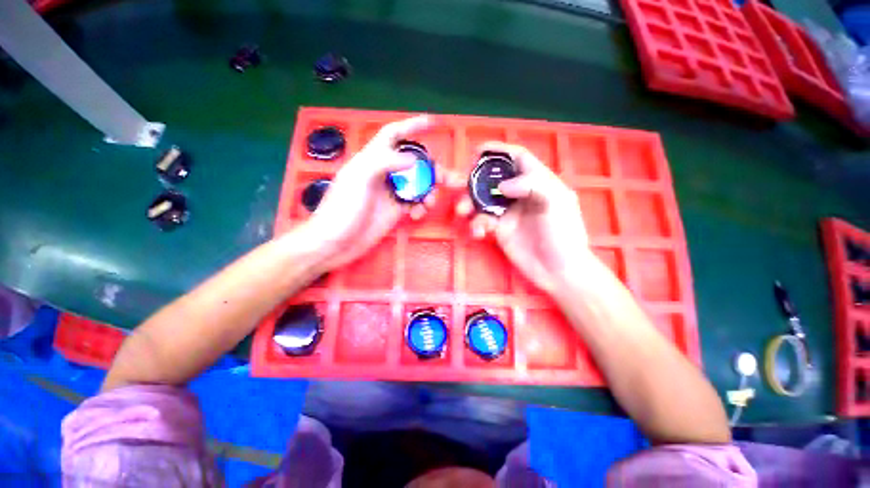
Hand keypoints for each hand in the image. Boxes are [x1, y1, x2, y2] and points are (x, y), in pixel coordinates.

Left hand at [301, 115, 437, 270]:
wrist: (335, 243)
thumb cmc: (341, 210)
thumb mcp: (358, 180)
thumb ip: (384, 163)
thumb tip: (413, 159)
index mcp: (371, 160)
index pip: (393, 135)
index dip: (411, 126)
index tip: (432, 123)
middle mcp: (383, 173)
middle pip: (413, 163)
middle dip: (430, 168)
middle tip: (444, 178)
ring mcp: (390, 193)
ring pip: (417, 184)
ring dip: (428, 191)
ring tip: (431, 202)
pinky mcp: (395, 210)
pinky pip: (415, 202)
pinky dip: (421, 206)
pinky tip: (418, 214)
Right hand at [456, 142, 590, 294]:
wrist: (558, 270)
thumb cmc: (564, 234)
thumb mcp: (557, 202)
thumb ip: (532, 184)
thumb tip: (502, 186)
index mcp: (537, 182)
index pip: (517, 159)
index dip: (499, 151)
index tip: (478, 151)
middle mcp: (519, 194)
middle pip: (493, 179)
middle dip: (473, 179)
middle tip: (454, 181)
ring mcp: (507, 212)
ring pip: (482, 200)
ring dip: (468, 203)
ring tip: (462, 211)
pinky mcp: (499, 230)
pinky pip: (482, 221)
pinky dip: (476, 224)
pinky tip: (478, 232)